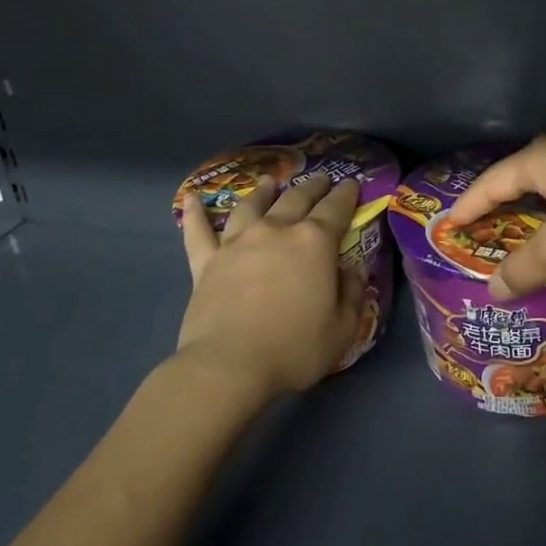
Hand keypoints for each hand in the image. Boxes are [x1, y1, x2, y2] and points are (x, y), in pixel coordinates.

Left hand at [177, 172, 362, 399]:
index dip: (346, 194)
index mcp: (314, 242)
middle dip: (312, 186)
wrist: (229, 366)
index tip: (351, 183)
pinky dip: (194, 214)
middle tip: (320, 179)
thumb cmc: (294, 348)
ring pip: (251, 206)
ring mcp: (237, 243)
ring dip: (262, 192)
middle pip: (296, 198)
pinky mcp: (206, 262)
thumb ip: (352, 293)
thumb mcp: (343, 328)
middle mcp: (276, 231)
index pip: (336, 209)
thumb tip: (353, 269)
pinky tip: (191, 199)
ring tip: (268, 182)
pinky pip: (198, 232)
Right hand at [446, 136, 545, 299]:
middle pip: (518, 181)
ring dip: (532, 216)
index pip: (489, 183)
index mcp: (540, 158)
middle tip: (478, 235)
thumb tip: (492, 289)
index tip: (446, 227)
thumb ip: (522, 268)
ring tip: (516, 241)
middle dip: (498, 209)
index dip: (466, 207)